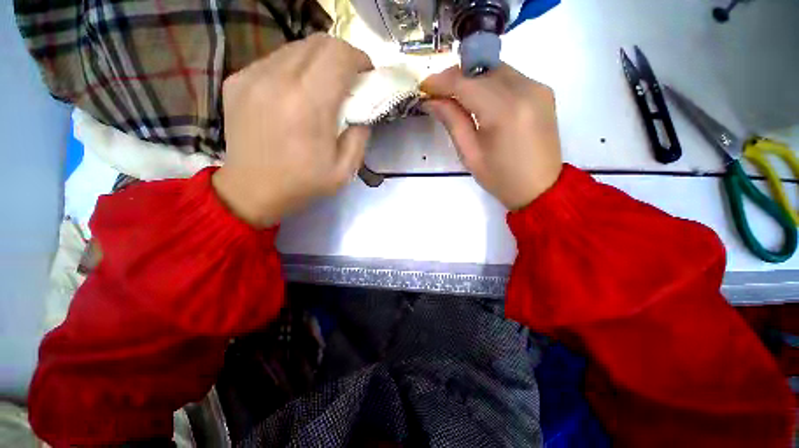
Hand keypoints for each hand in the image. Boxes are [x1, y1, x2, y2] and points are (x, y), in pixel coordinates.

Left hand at [212, 34, 372, 227]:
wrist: (252, 190)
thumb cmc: (303, 184)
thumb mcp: (344, 171)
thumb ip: (360, 137)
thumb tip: (362, 112)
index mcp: (308, 105)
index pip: (339, 55)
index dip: (359, 59)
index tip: (366, 75)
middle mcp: (278, 80)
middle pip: (318, 42)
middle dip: (342, 55)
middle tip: (349, 79)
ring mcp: (252, 76)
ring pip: (296, 47)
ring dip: (318, 61)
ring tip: (323, 86)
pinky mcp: (237, 80)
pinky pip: (274, 60)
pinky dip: (294, 69)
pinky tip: (295, 93)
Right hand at [422, 64, 562, 209]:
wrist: (541, 188)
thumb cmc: (500, 178)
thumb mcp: (470, 155)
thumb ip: (452, 121)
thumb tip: (431, 101)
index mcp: (504, 111)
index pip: (466, 83)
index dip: (442, 81)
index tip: (424, 87)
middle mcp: (525, 89)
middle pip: (482, 70)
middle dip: (456, 77)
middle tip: (437, 92)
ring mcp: (538, 87)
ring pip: (496, 70)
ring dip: (472, 78)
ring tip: (455, 96)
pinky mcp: (544, 91)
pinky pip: (510, 77)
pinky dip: (490, 83)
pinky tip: (480, 99)